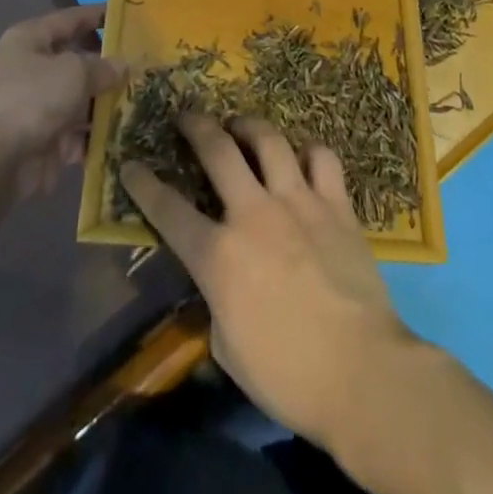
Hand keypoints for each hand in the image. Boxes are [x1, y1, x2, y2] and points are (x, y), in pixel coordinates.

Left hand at [0, 6, 122, 198]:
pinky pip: (76, 132)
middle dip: (108, 67)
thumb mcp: (74, 71)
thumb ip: (102, 67)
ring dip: (104, 104)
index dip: (98, 15)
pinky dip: (93, 135)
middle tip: (144, 67)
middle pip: (77, 62)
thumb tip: (122, 65)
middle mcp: (32, 68)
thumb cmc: (32, 97)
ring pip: (80, 99)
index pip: (71, 19)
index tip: (129, 16)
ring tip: (140, 104)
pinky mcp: (42, 139)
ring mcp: (37, 106)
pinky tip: (120, 136)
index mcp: (32, 39)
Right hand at [121, 113, 414, 448]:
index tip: (130, 164)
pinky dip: (308, 152)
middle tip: (187, 116)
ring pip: (268, 140)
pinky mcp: (336, 204)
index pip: (168, 210)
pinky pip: (321, 158)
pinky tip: (302, 157)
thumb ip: (217, 300)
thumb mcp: (228, 347)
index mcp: (218, 256)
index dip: (143, 184)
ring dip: (249, 126)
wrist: (362, 373)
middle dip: (196, 126)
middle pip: (217, 151)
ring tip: (240, 124)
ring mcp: (298, 202)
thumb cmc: (288, 376)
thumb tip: (222, 281)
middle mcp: (253, 214)